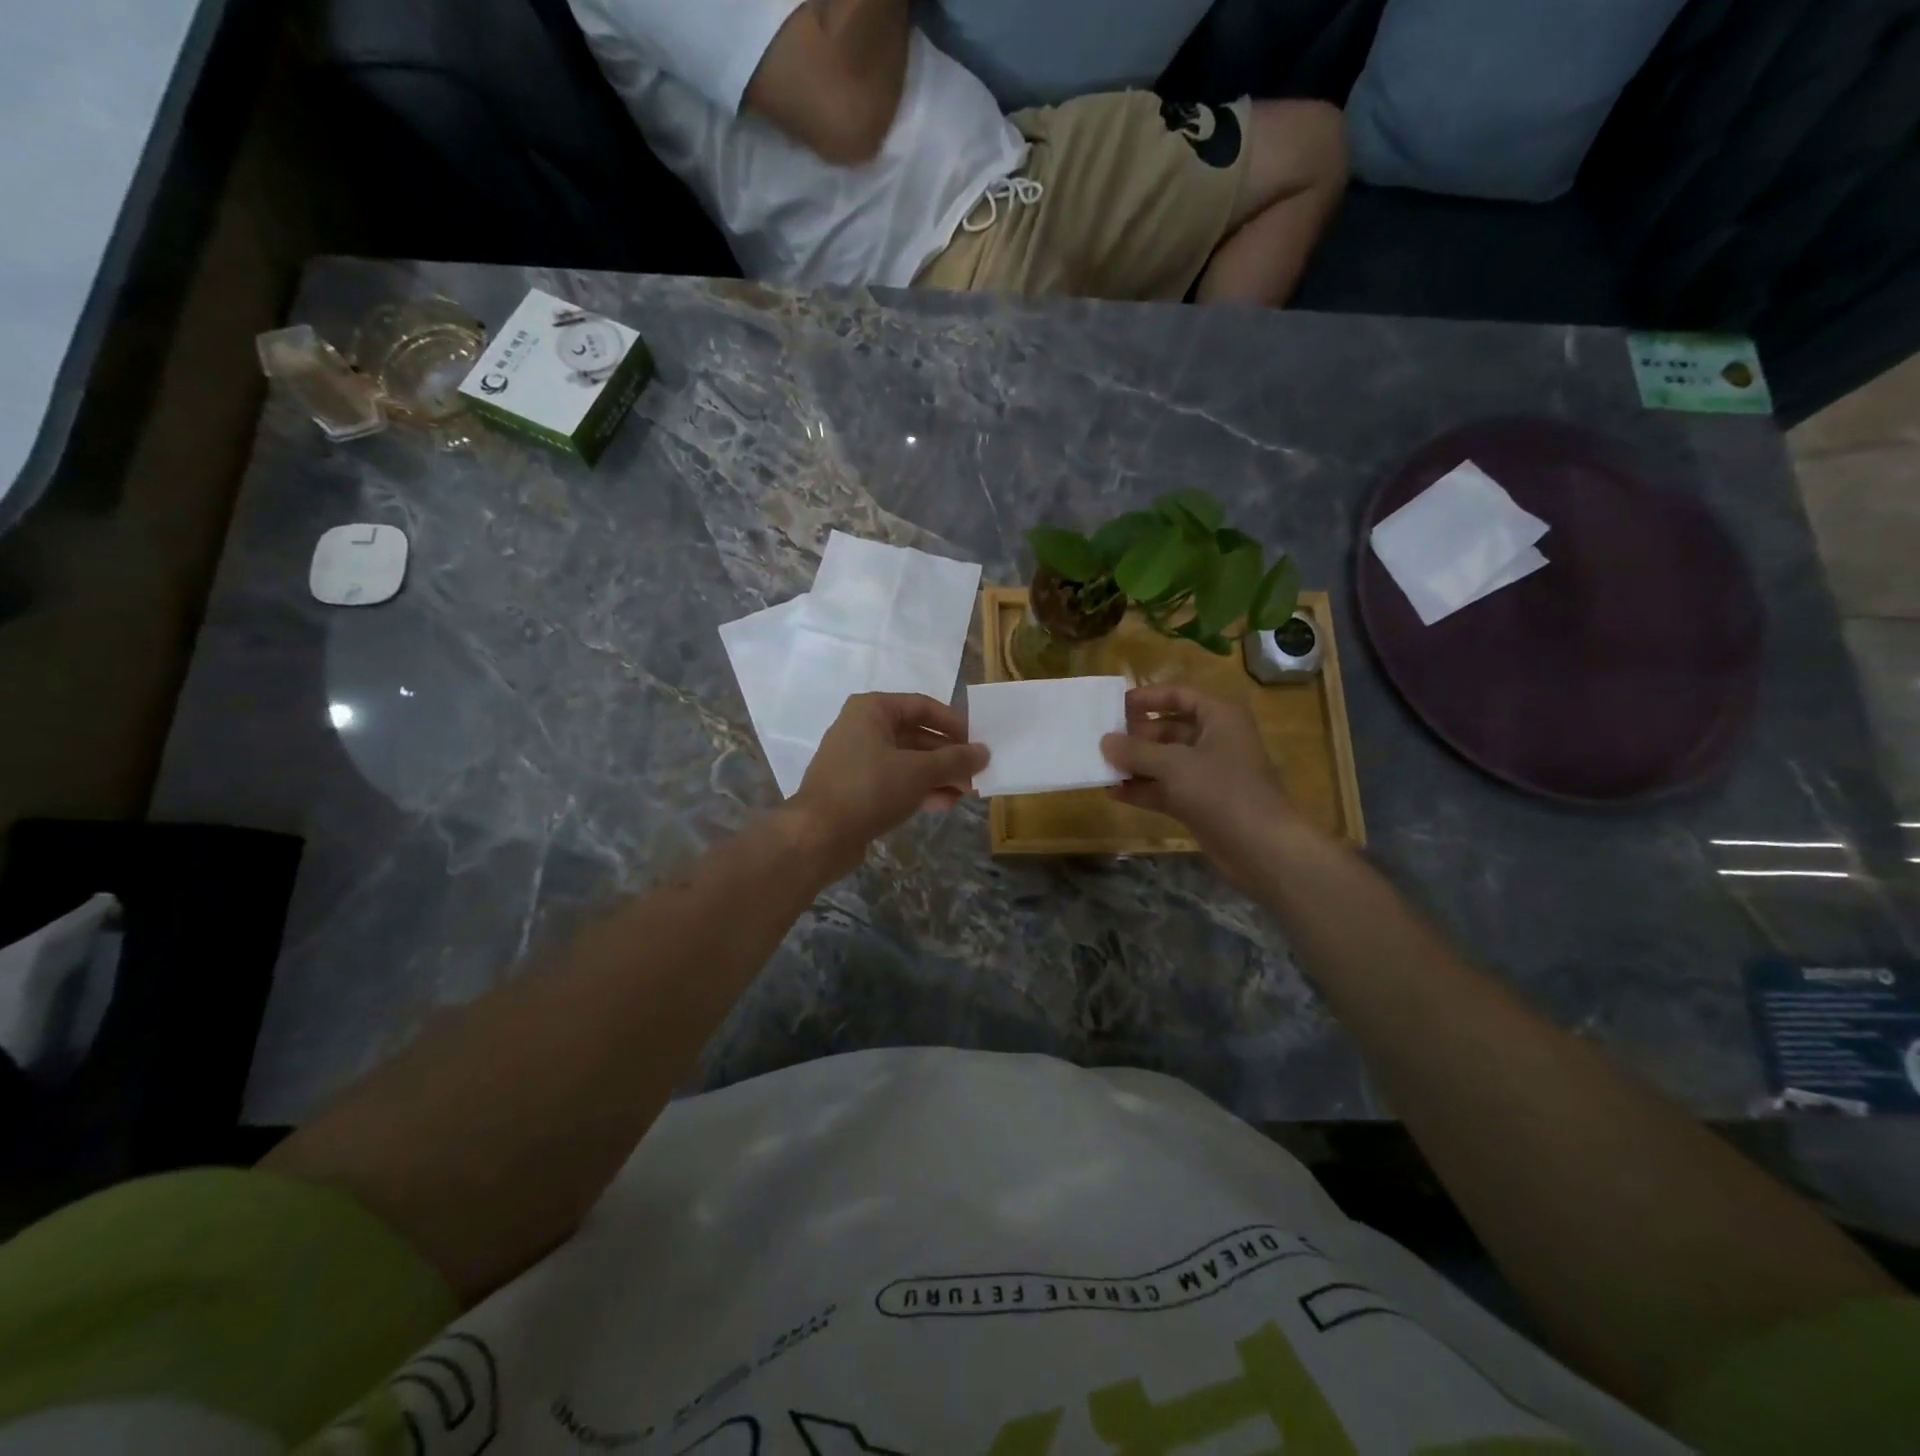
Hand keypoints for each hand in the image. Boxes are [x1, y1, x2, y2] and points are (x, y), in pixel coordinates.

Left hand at [787, 693, 988, 879]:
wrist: (818, 835)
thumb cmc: (870, 789)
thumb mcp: (919, 771)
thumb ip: (955, 760)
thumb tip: (984, 753)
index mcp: (872, 710)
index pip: (923, 706)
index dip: (954, 723)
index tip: (979, 742)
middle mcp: (862, 728)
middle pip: (916, 735)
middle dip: (948, 756)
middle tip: (976, 773)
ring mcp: (857, 760)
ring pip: (907, 761)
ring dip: (938, 775)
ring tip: (966, 793)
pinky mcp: (856, 789)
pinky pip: (895, 782)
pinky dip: (919, 790)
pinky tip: (944, 805)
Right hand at [1101, 686, 1313, 892]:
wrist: (1261, 848)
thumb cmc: (1222, 791)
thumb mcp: (1174, 765)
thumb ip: (1136, 751)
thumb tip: (1104, 741)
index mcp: (1219, 717)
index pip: (1178, 696)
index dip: (1147, 698)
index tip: (1114, 705)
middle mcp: (1215, 740)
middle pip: (1168, 729)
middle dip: (1135, 735)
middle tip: (1100, 739)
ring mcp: (1208, 774)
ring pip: (1165, 761)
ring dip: (1135, 764)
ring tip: (1099, 765)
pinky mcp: (1200, 802)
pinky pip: (1165, 788)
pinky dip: (1142, 789)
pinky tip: (1112, 792)